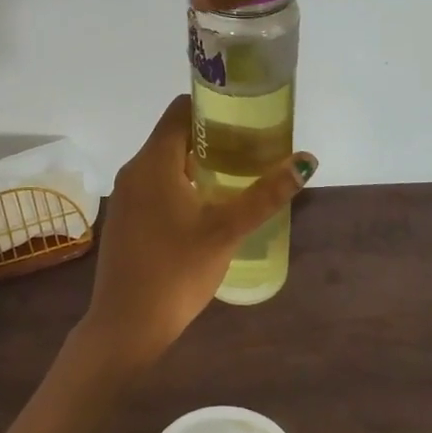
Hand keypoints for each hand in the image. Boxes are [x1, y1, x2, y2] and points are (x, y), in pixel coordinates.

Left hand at [80, 95, 316, 368]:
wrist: (125, 326)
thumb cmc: (176, 272)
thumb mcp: (226, 231)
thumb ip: (265, 195)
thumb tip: (306, 162)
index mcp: (153, 161)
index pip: (180, 109)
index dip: (213, 106)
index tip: (245, 118)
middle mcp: (134, 169)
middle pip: (174, 134)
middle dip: (212, 137)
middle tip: (251, 149)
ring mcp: (125, 195)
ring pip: (164, 161)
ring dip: (198, 162)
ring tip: (236, 175)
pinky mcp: (124, 217)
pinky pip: (155, 184)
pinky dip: (181, 182)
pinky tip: (207, 206)